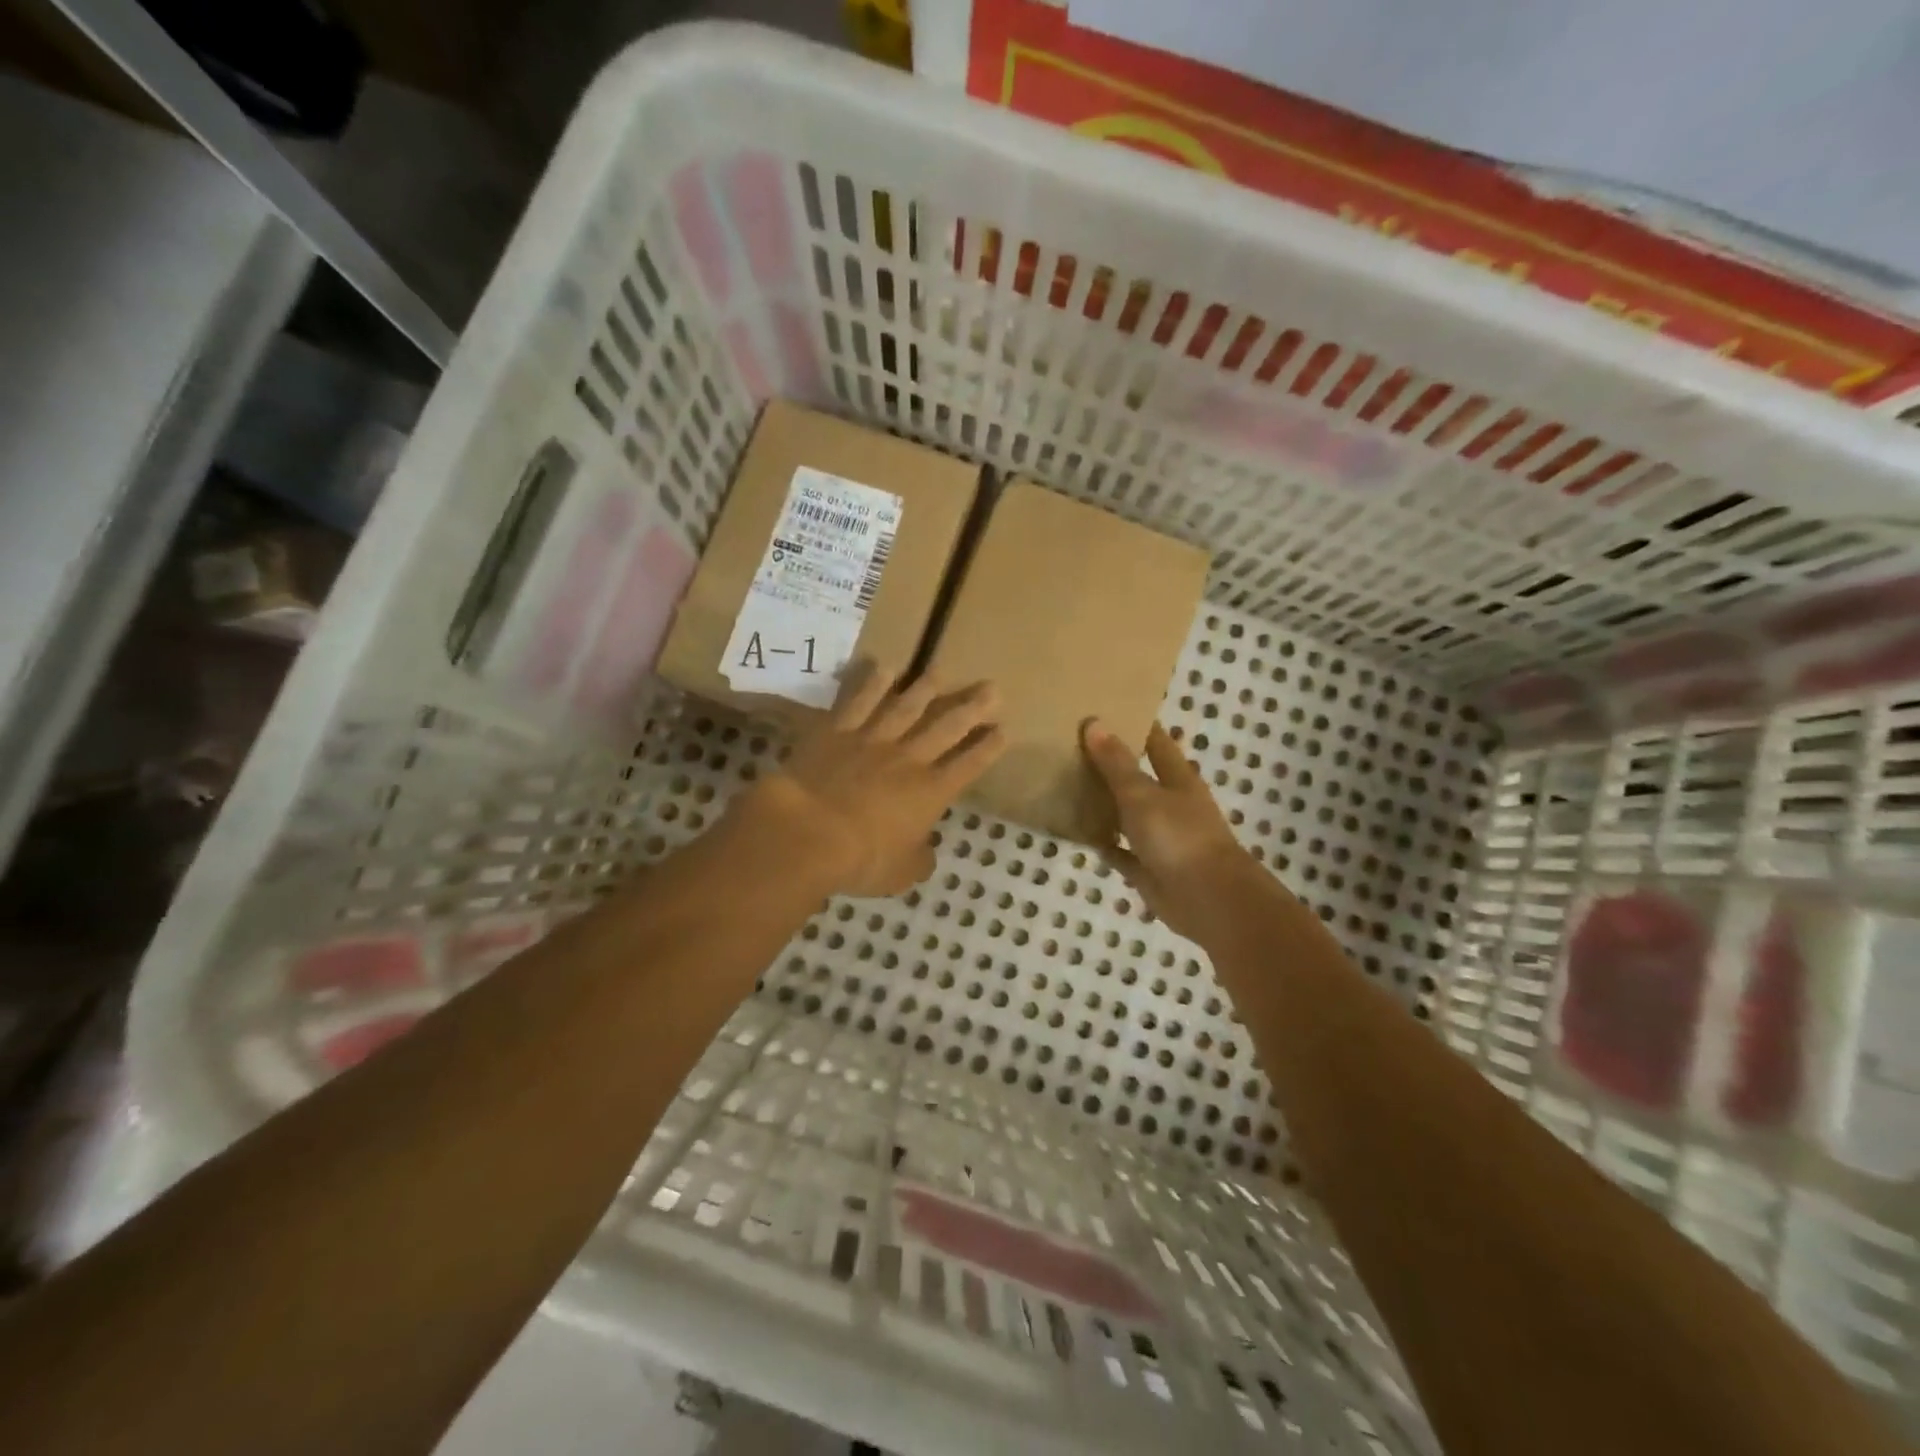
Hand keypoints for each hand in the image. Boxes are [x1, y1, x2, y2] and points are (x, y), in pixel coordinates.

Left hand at [740, 664, 1004, 897]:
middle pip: (947, 726)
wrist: (808, 831)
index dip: (988, 747)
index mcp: (931, 792)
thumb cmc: (861, 859)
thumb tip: (925, 852)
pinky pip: (859, 701)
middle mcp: (909, 758)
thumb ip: (919, 859)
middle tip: (991, 688)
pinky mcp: (838, 731)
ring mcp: (873, 740)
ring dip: (926, 688)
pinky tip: (884, 668)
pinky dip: (872, 683)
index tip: (1003, 729)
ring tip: (940, 672)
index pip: (969, 765)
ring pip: (906, 706)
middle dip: (972, 707)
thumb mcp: (901, 873)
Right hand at [1082, 720, 1258, 940]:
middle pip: (1140, 778)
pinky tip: (1077, 832)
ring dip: (1105, 803)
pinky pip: (1120, 851)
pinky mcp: (1149, 869)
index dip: (1137, 725)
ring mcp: (1161, 838)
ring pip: (1128, 815)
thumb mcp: (1142, 794)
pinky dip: (1103, 843)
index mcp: (1178, 780)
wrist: (1209, 900)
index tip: (1108, 709)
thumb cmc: (1179, 837)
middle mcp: (1171, 805)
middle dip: (1113, 763)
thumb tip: (1094, 722)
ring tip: (1068, 784)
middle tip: (1073, 745)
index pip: (1157, 742)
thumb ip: (1116, 763)